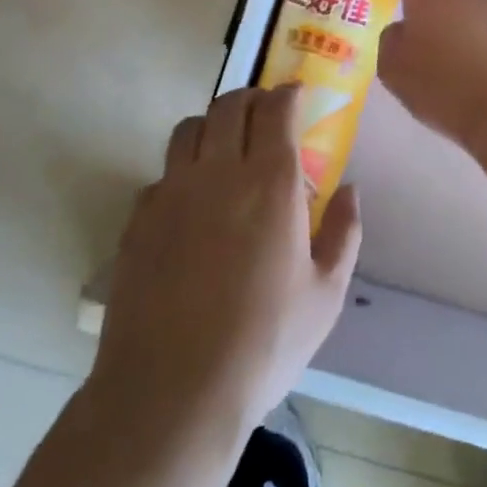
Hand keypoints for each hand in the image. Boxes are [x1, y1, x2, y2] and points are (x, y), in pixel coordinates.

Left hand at [89, 86, 362, 438]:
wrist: (171, 393)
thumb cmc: (263, 345)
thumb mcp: (326, 296)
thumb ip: (344, 233)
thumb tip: (349, 190)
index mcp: (269, 183)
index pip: (275, 110)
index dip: (287, 94)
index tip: (296, 96)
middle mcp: (217, 173)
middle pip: (229, 106)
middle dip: (251, 99)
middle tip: (264, 114)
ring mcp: (170, 193)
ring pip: (188, 128)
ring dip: (212, 125)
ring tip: (224, 147)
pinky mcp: (138, 220)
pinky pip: (161, 173)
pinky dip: (181, 170)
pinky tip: (190, 202)